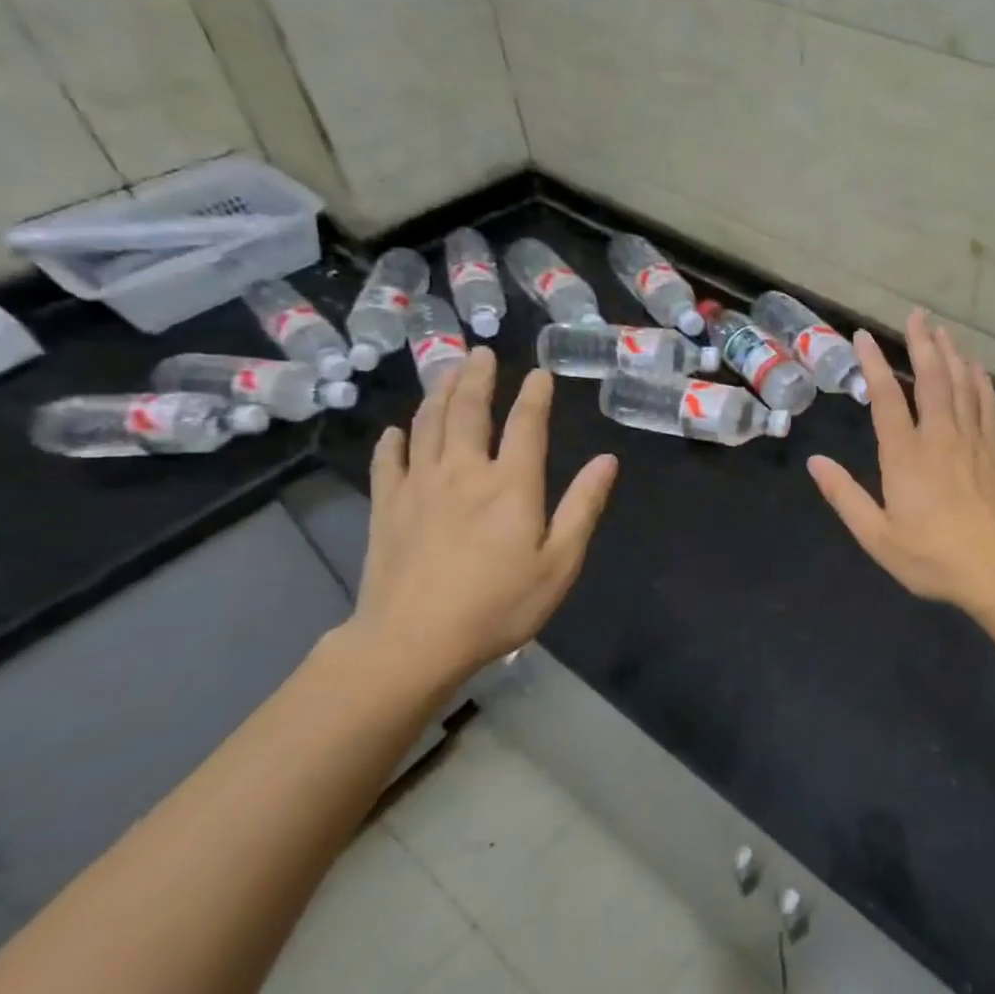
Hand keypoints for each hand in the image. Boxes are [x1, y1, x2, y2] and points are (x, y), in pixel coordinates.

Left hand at [346, 348, 617, 689]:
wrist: (414, 641)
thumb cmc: (499, 605)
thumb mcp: (559, 562)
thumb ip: (583, 506)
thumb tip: (607, 460)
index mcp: (511, 484)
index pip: (526, 425)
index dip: (534, 395)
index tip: (538, 373)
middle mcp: (464, 472)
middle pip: (468, 412)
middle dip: (477, 378)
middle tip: (480, 352)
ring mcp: (419, 487)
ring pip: (427, 425)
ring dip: (439, 393)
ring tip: (446, 370)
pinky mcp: (387, 507)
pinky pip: (388, 462)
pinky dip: (394, 441)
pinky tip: (396, 431)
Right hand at [808, 310, 994, 607]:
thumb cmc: (932, 557)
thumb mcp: (876, 535)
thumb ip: (844, 496)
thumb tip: (815, 462)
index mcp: (905, 455)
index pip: (886, 398)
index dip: (873, 364)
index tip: (863, 336)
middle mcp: (940, 436)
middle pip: (931, 378)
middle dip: (921, 343)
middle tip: (915, 315)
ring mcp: (972, 441)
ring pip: (962, 384)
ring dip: (951, 353)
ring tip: (941, 330)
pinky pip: (987, 404)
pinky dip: (980, 381)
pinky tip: (977, 368)